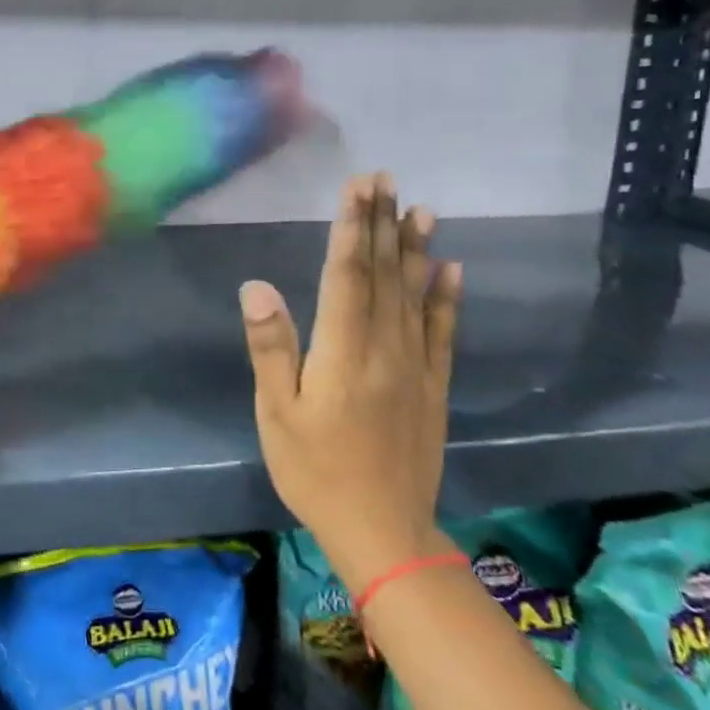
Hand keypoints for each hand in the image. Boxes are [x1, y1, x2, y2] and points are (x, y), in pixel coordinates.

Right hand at [238, 172, 461, 594]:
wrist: (382, 531)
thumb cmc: (316, 471)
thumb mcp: (277, 413)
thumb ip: (271, 347)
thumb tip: (257, 286)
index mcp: (343, 350)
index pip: (347, 274)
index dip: (352, 226)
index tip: (358, 186)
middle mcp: (384, 348)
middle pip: (383, 274)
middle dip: (382, 223)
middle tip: (386, 178)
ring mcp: (415, 366)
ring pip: (415, 294)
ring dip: (415, 248)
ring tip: (421, 208)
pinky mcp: (433, 386)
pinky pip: (442, 332)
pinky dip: (446, 297)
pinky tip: (451, 268)